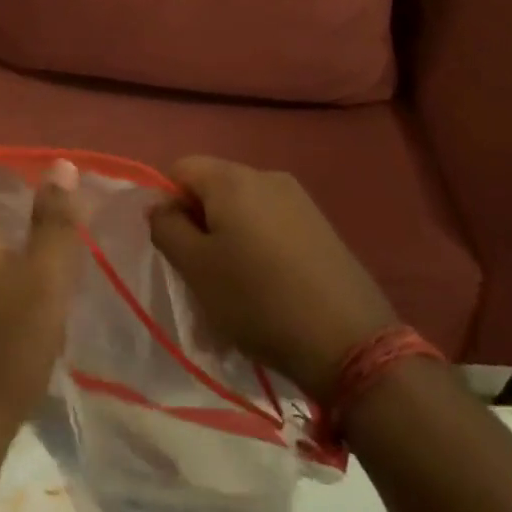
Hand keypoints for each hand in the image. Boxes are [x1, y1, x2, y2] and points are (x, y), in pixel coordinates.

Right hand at [148, 156, 398, 397]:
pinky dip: (259, 250)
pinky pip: (272, 226)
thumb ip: (166, 228)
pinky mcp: (321, 227)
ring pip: (243, 211)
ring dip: (229, 241)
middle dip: (200, 225)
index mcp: (232, 178)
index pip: (180, 169)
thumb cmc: (259, 300)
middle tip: (201, 274)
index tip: (176, 248)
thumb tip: (161, 206)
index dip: (168, 204)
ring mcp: (299, 200)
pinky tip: (268, 291)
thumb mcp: (196, 269)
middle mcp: (266, 176)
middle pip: (213, 188)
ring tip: (235, 291)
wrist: (351, 342)